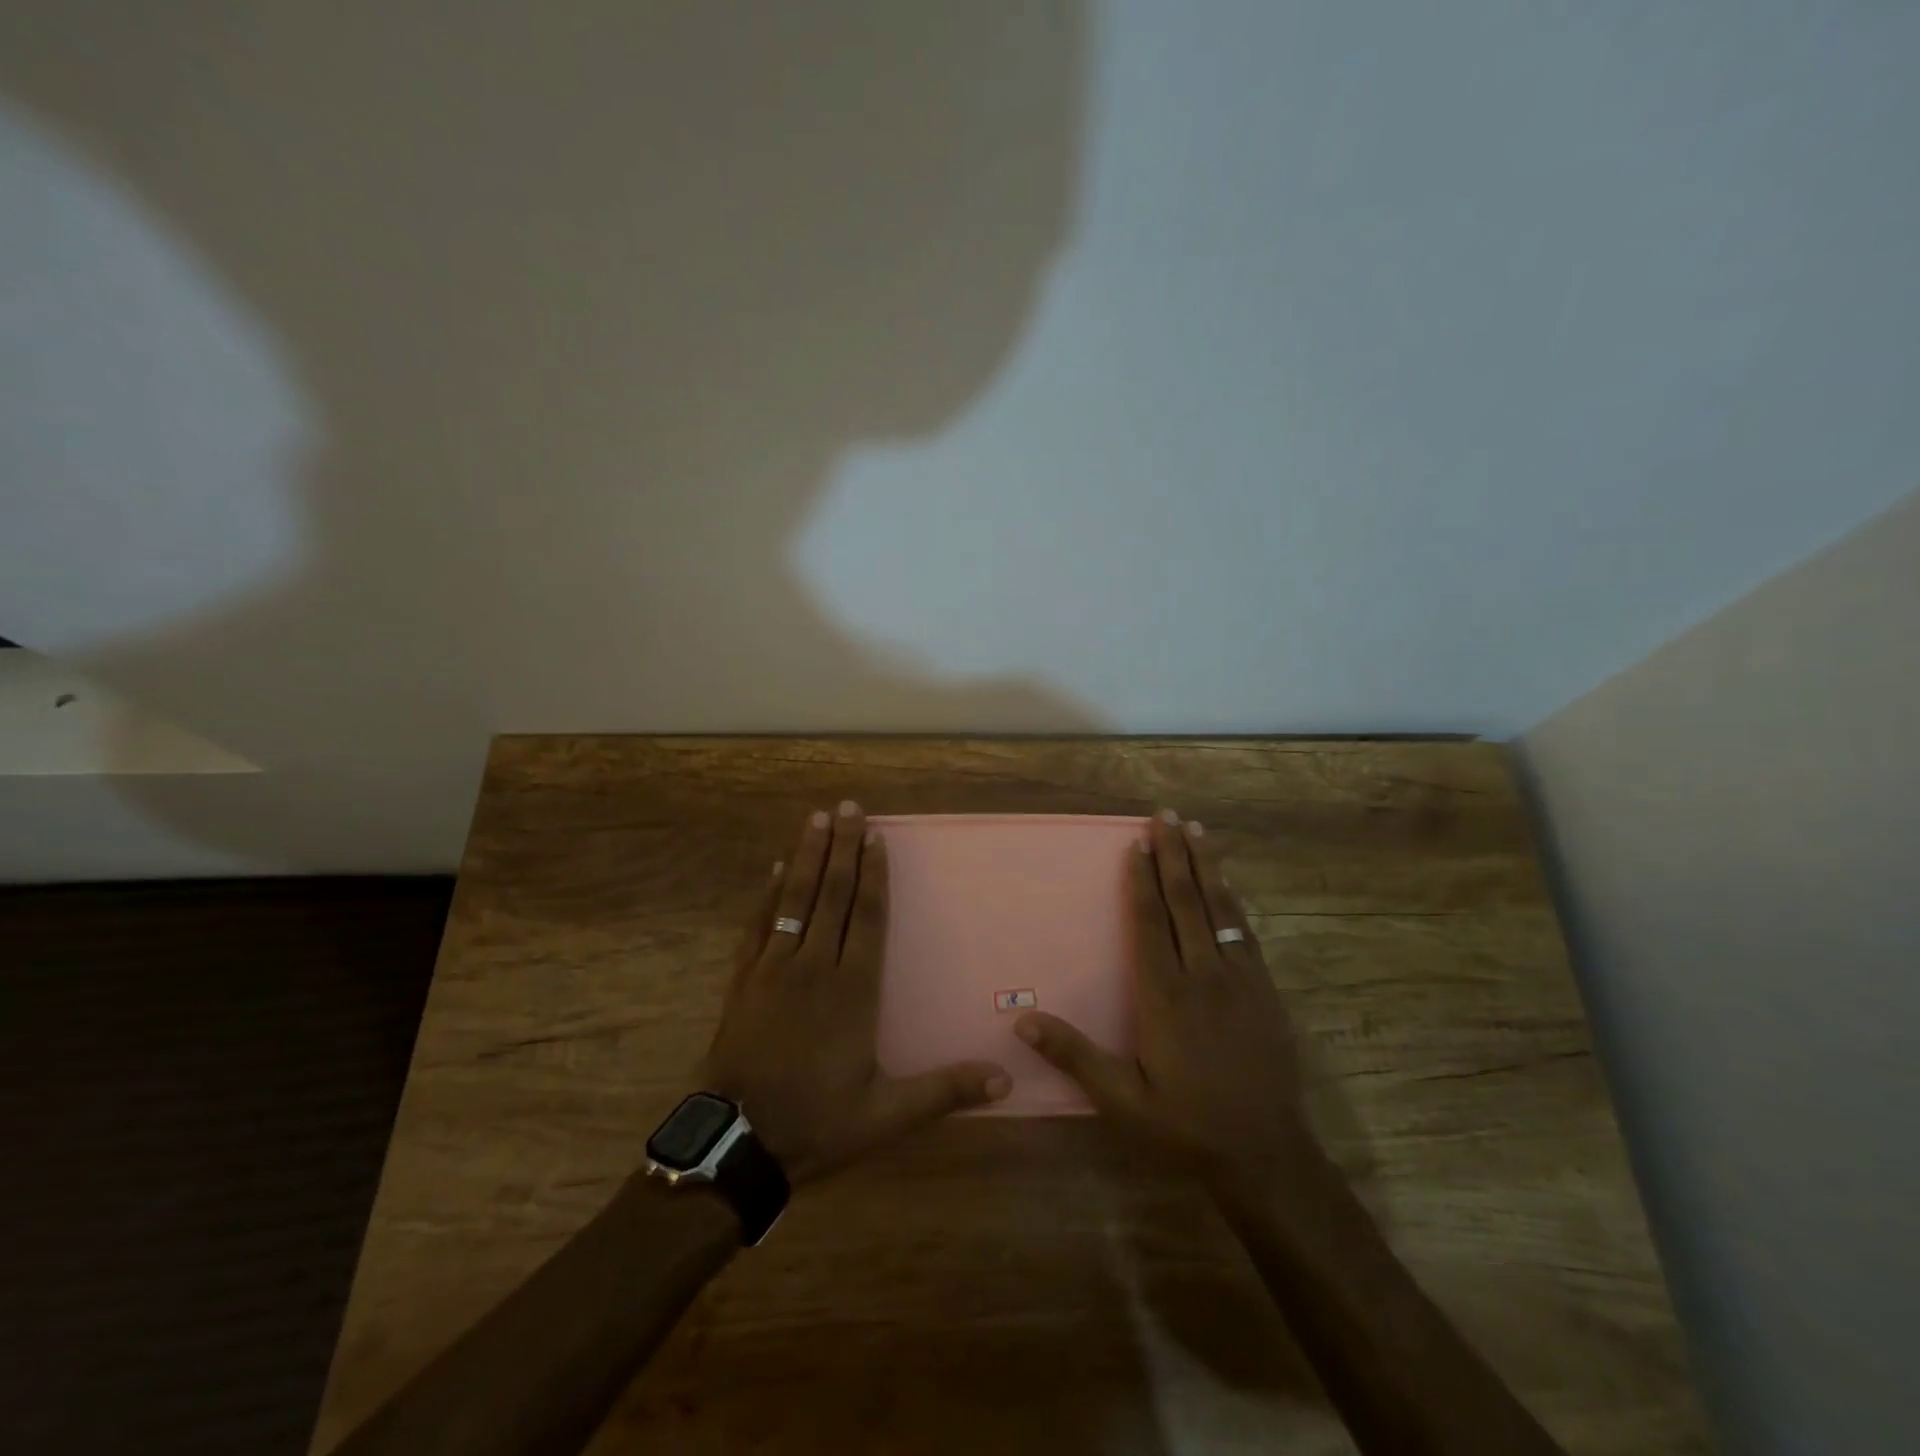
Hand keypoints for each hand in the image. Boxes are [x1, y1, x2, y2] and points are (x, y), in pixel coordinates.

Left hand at [702, 801, 1011, 1182]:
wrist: (737, 1143)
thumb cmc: (817, 1122)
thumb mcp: (887, 1115)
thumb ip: (944, 1090)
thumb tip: (1005, 1080)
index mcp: (853, 989)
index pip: (868, 917)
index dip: (874, 875)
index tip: (876, 838)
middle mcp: (815, 966)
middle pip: (833, 894)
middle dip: (843, 848)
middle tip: (848, 807)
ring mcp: (774, 968)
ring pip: (795, 899)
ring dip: (807, 857)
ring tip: (815, 820)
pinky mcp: (743, 979)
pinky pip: (758, 925)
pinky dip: (767, 895)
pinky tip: (773, 869)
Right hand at [1015, 809, 1318, 1197]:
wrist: (1267, 1153)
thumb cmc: (1185, 1125)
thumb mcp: (1122, 1100)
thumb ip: (1075, 1056)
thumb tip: (1022, 1022)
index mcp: (1166, 997)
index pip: (1150, 924)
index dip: (1140, 881)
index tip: (1135, 844)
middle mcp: (1204, 976)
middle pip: (1186, 902)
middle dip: (1174, 855)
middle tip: (1165, 815)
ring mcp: (1240, 980)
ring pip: (1220, 908)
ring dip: (1207, 865)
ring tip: (1197, 829)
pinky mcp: (1265, 990)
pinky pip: (1245, 931)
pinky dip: (1232, 900)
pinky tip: (1228, 883)